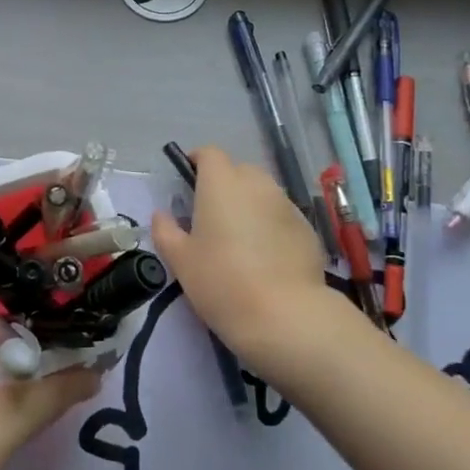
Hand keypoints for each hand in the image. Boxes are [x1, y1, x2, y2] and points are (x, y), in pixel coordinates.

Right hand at [150, 147, 345, 380]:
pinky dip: (270, 226)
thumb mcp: (180, 260)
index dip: (197, 162)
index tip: (188, 180)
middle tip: (210, 215)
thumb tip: (162, 215)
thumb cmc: (221, 281)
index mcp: (222, 183)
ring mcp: (287, 205)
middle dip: (224, 184)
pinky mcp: (308, 229)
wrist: (284, 315)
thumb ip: (166, 231)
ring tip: (239, 238)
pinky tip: (265, 257)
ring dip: (248, 204)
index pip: (209, 153)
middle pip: (238, 170)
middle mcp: (257, 184)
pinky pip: (281, 216)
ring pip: (263, 193)